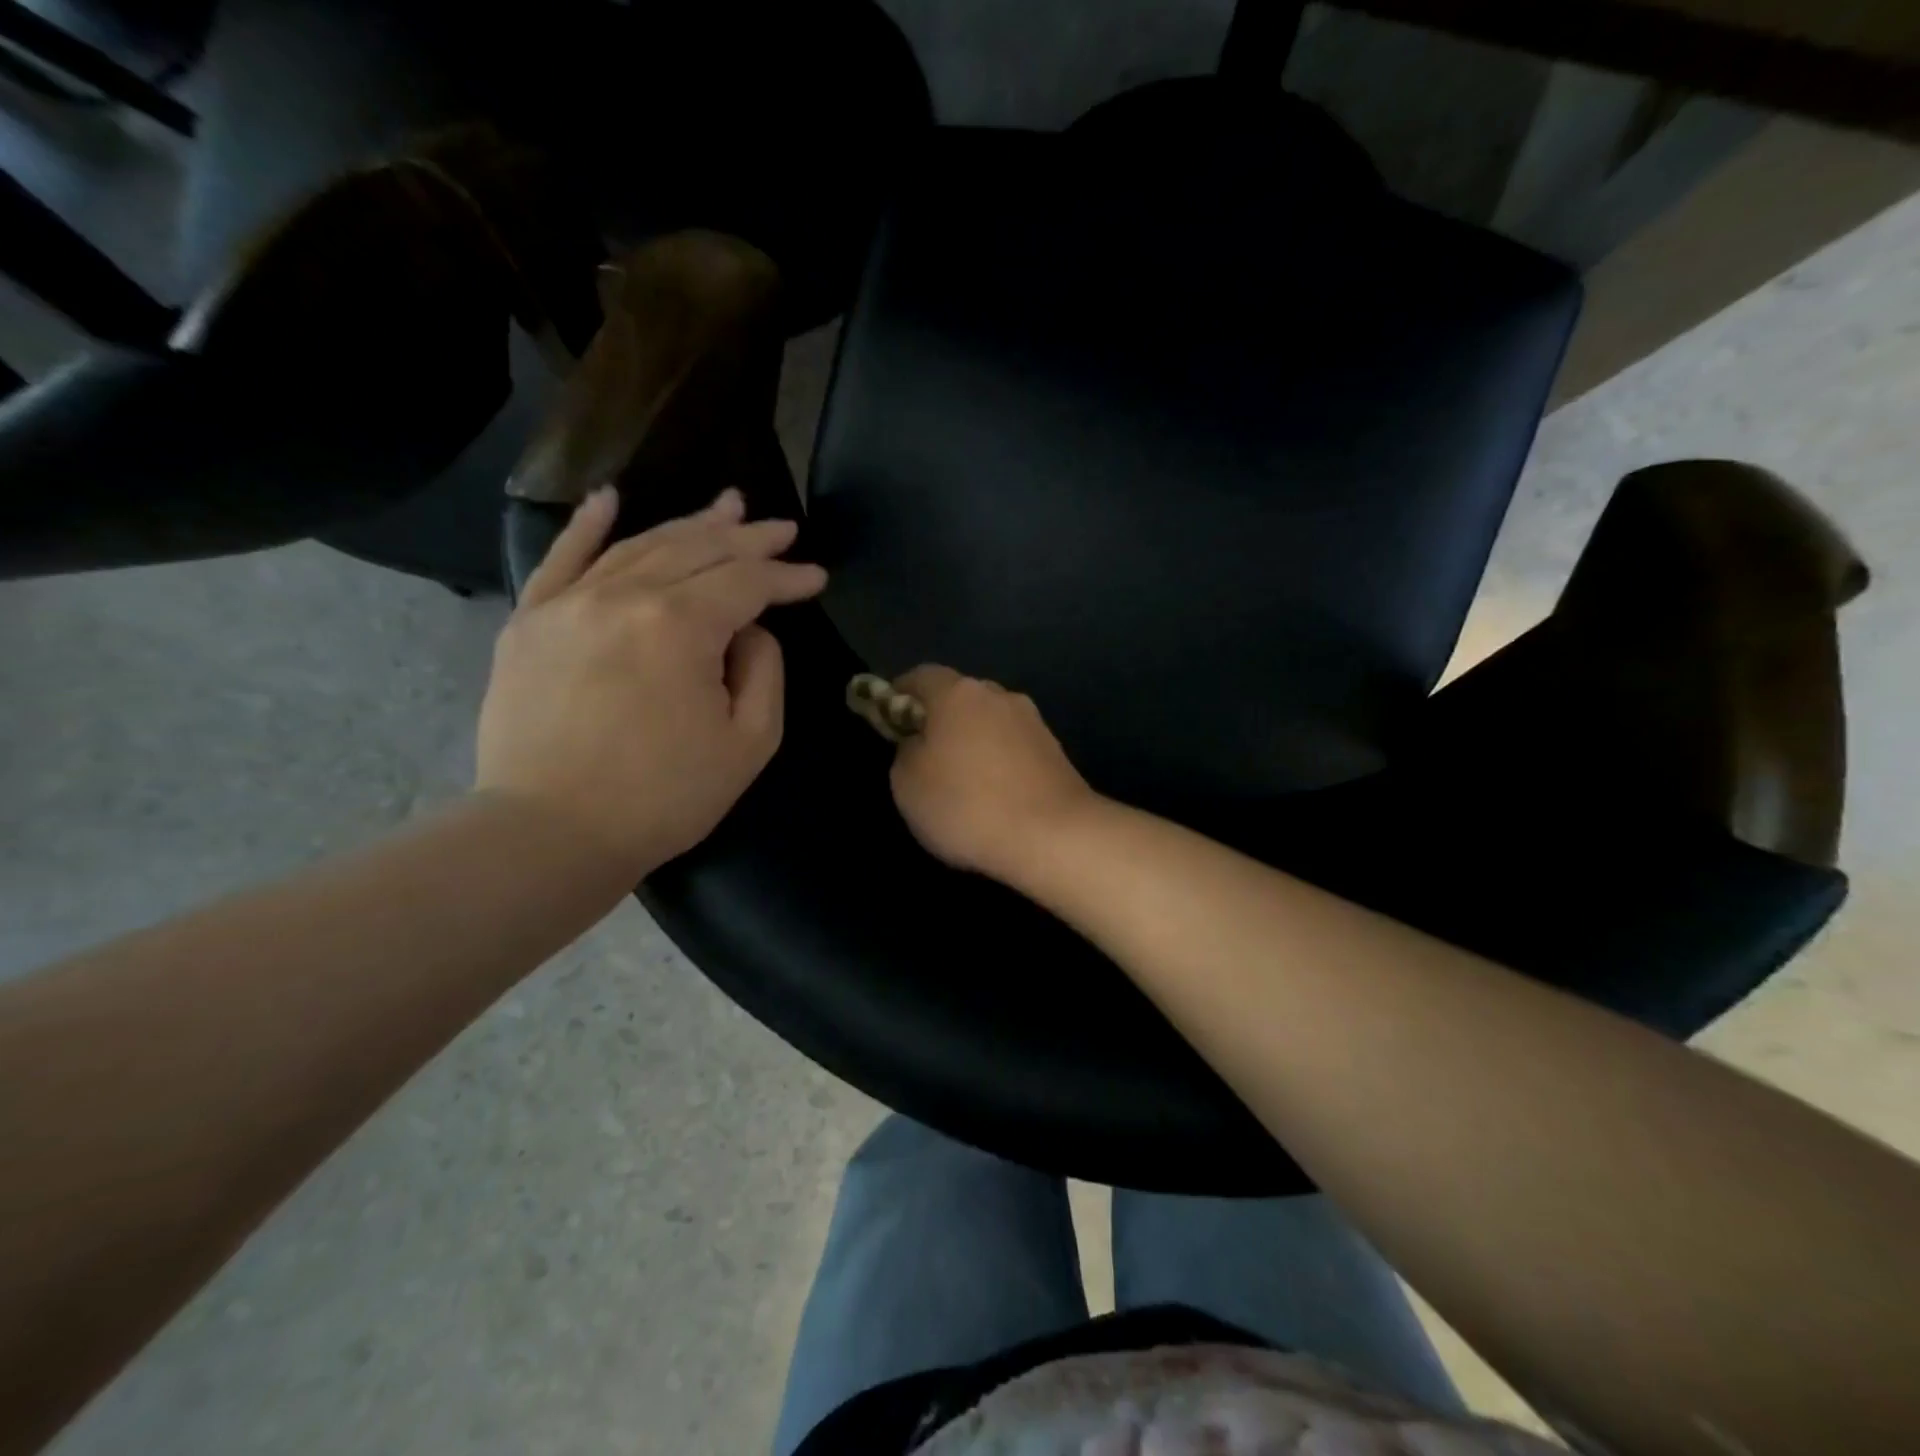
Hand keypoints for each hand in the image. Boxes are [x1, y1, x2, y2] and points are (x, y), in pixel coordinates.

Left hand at [477, 487, 826, 878]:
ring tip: (726, 507)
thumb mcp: (749, 743)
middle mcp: (623, 596)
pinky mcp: (530, 622)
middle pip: (697, 550)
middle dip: (747, 537)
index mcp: (680, 625)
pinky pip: (561, 559)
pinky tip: (609, 498)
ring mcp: (569, 603)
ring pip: (640, 546)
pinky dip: (587, 525)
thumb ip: (764, 671)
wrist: (551, 833)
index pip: (746, 581)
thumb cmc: (663, 796)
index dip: (786, 576)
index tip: (816, 576)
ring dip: (689, 525)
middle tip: (782, 527)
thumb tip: (751, 630)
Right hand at [888, 665, 1098, 882]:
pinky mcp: (1055, 751)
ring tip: (962, 782)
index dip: (899, 694)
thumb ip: (906, 751)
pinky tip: (995, 796)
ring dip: (973, 742)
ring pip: (990, 723)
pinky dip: (999, 763)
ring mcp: (1032, 722)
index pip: (921, 676)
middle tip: (924, 756)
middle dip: (940, 719)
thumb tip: (919, 742)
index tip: (888, 719)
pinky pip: (1013, 748)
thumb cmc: (967, 805)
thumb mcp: (907, 783)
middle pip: (960, 697)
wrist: (1054, 836)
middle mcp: (998, 696)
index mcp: (958, 693)